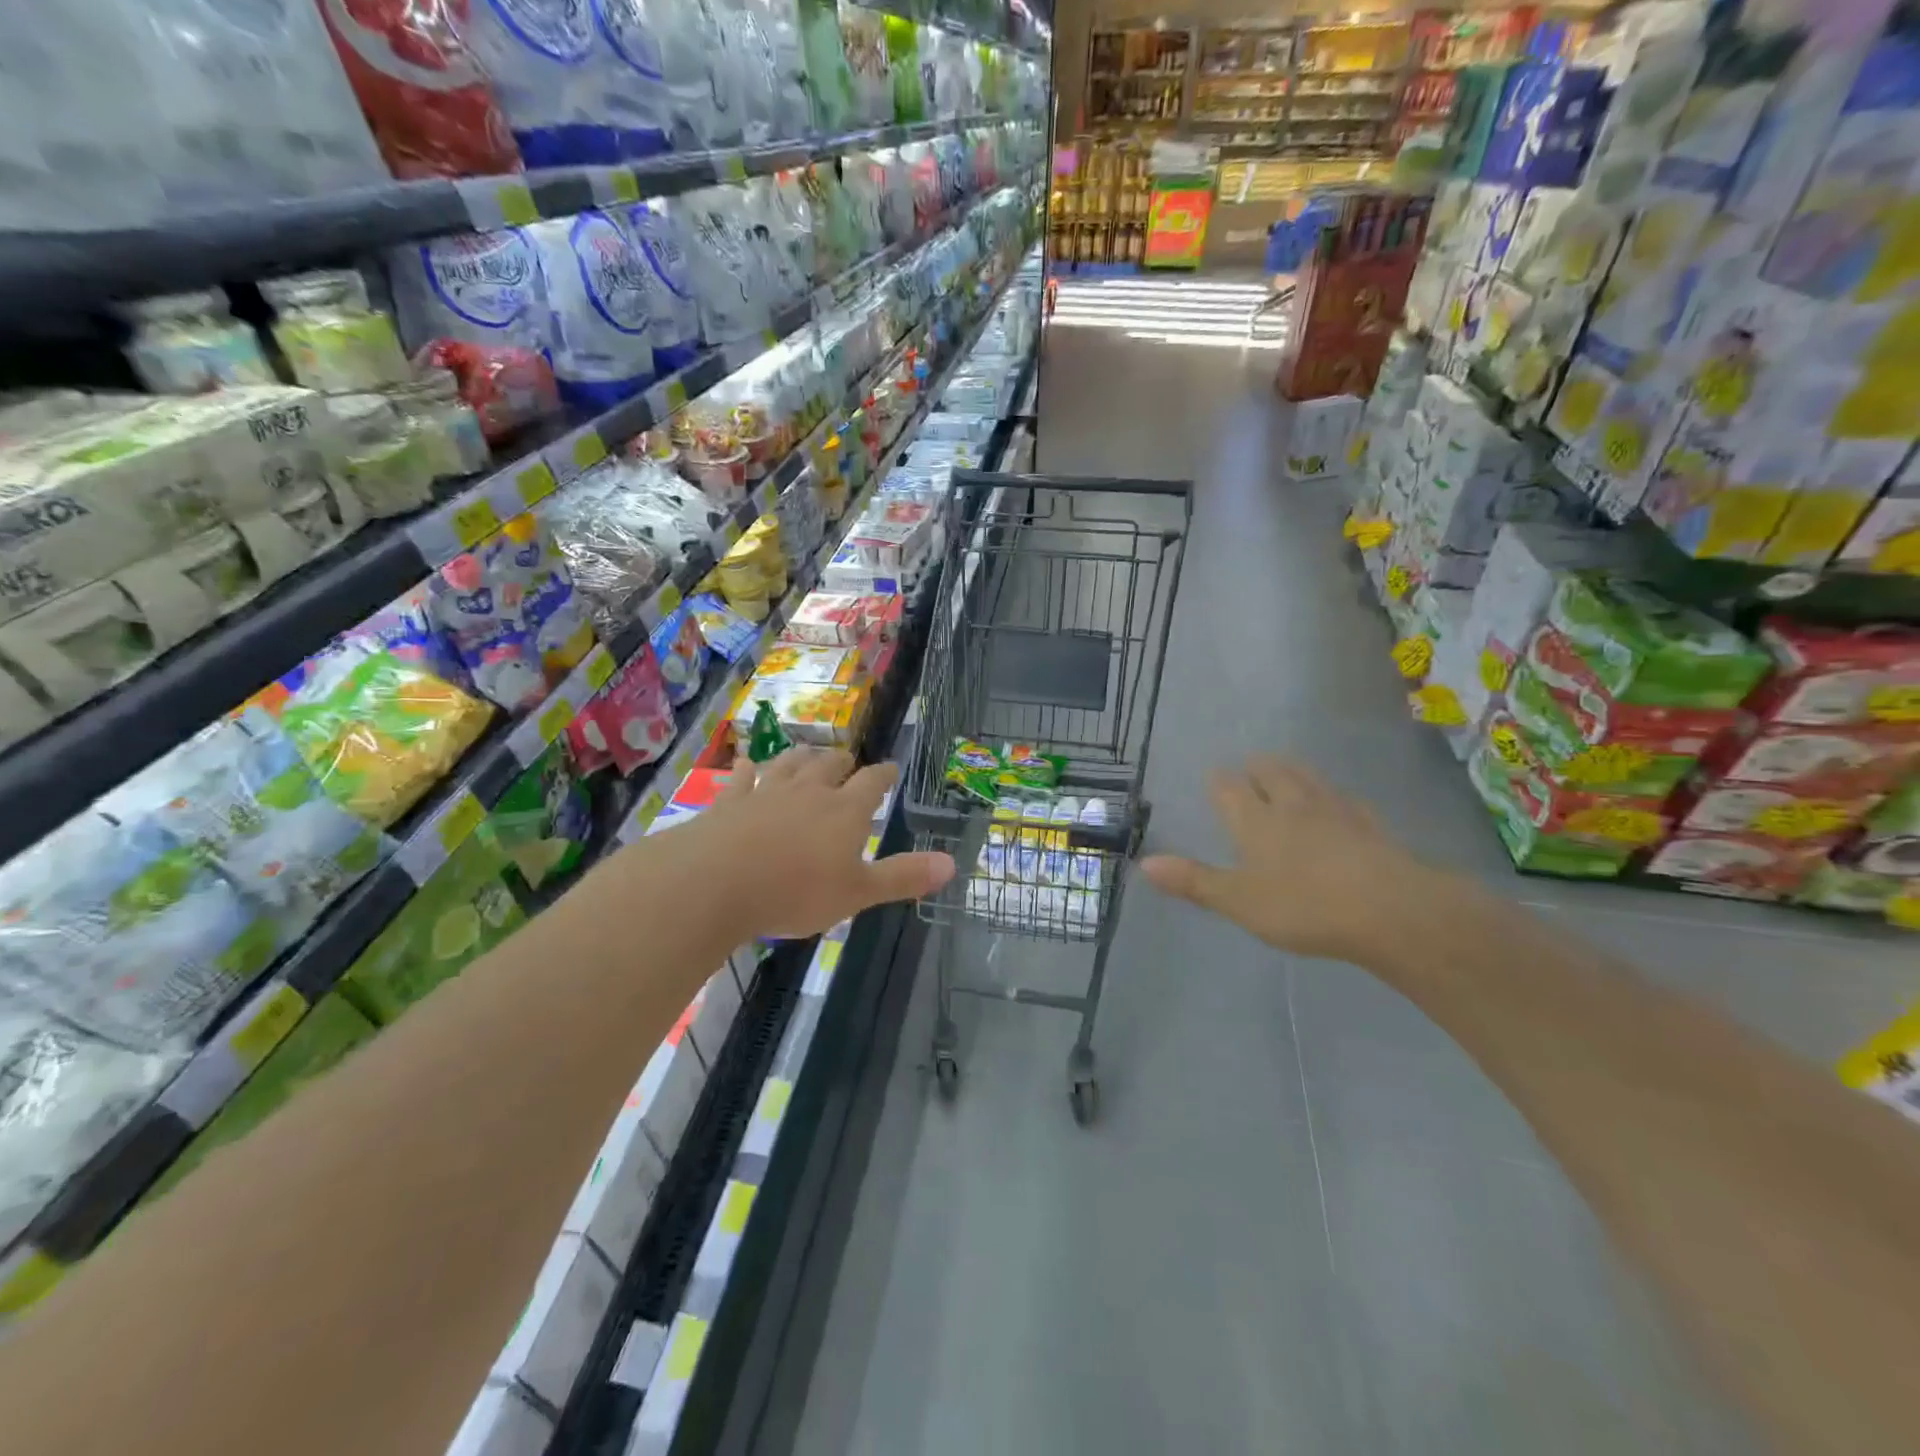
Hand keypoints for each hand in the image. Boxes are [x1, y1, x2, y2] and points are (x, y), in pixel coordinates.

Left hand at [700, 748, 954, 939]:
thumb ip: (903, 877)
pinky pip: (742, 777)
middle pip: (829, 765)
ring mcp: (765, 792)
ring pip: (788, 764)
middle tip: (847, 761)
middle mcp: (808, 791)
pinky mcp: (729, 801)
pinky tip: (746, 765)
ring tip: (806, 754)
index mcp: (844, 811)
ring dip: (800, 757)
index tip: (890, 768)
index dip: (884, 774)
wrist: (715, 883)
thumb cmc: (795, 892)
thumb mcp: (857, 893)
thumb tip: (952, 863)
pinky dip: (747, 769)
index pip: (872, 782)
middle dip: (842, 762)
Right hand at [1141, 756, 1442, 962]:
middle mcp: (1291, 805)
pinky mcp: (1370, 824)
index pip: (1229, 788)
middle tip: (1251, 767)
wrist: (1391, 909)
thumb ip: (1193, 881)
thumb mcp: (1238, 901)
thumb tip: (1144, 862)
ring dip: (1293, 771)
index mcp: (1255, 820)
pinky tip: (1339, 803)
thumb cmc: (1303, 906)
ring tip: (1287, 770)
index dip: (1220, 781)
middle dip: (1258, 767)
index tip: (1214, 776)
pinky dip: (1333, 796)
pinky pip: (1345, 799)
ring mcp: (1335, 810)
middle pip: (1271, 772)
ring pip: (1308, 777)